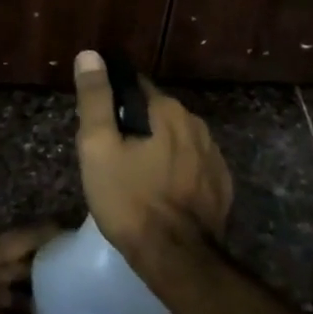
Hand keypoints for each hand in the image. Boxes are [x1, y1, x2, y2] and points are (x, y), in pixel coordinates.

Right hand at [73, 50, 232, 263]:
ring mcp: (214, 154)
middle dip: (137, 127)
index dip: (114, 102)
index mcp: (167, 109)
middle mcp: (196, 123)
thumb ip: (95, 98)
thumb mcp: (98, 148)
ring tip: (137, 177)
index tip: (100, 125)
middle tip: (114, 157)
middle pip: (157, 113)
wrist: (177, 258)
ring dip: (159, 148)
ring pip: (177, 139)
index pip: (135, 86)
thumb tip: (90, 54)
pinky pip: (193, 164)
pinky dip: (178, 170)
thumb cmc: (130, 200)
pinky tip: (164, 193)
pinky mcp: (221, 184)